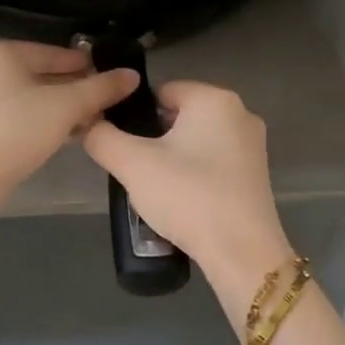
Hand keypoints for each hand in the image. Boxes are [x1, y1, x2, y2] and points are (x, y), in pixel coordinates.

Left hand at [0, 41, 139, 198]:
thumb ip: (101, 88)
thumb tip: (132, 75)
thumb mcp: (66, 106)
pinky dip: (37, 119)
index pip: (54, 53)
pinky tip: (61, 134)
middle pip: (39, 74)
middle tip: (102, 103)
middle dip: (73, 90)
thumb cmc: (18, 130)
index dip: (86, 65)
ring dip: (57, 107)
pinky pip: (12, 113)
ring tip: (87, 121)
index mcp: (0, 52)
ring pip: (26, 96)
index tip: (111, 77)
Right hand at [83, 81, 293, 289]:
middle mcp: (239, 113)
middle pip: (178, 116)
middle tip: (133, 170)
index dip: (133, 115)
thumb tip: (88, 123)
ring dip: (171, 159)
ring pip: (195, 141)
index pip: (160, 91)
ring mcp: (252, 145)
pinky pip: (213, 162)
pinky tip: (180, 201)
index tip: (120, 145)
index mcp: (214, 98)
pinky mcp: (256, 174)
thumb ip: (102, 137)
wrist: (241, 253)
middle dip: (152, 139)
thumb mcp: (132, 164)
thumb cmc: (188, 196)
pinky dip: (193, 175)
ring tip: (153, 189)